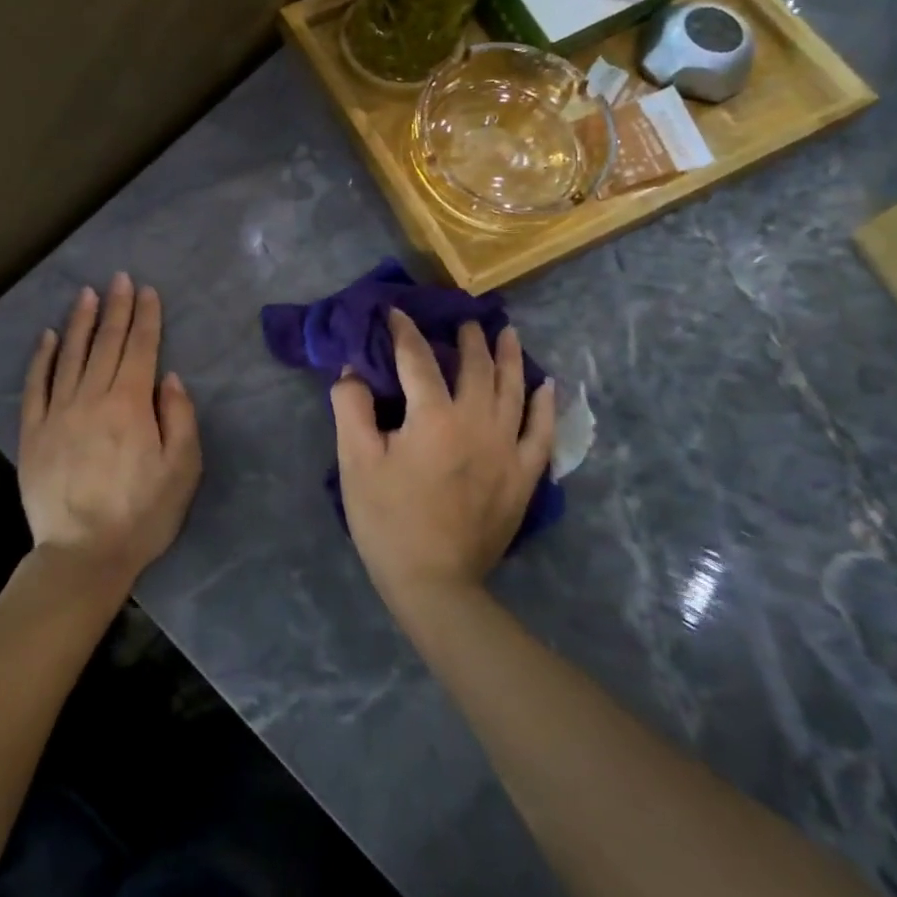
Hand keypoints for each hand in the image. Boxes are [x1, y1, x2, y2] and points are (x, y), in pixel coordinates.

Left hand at [19, 274, 202, 592]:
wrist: (82, 554)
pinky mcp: (33, 431)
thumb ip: (180, 417)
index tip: (147, 290)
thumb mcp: (182, 470)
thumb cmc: (142, 515)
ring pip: (70, 355)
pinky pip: (36, 384)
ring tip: (86, 294)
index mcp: (130, 404)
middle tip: (119, 278)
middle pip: (107, 343)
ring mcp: (58, 412)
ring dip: (80, 322)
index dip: (146, 316)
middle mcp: (92, 397)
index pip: (141, 348)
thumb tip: (168, 376)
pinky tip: (46, 337)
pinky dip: (41, 357)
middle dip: (116, 307)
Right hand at [333, 310, 554, 604]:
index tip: (395, 312)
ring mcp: (506, 449)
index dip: (404, 332)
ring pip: (513, 390)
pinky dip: (543, 405)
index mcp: (433, 417)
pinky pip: (541, 431)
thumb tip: (353, 370)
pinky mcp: (523, 476)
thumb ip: (351, 407)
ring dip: (508, 357)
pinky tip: (545, 385)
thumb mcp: (355, 461)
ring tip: (506, 333)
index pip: (418, 360)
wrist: (434, 583)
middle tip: (462, 319)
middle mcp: (477, 422)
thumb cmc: (387, 519)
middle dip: (467, 338)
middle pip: (476, 367)